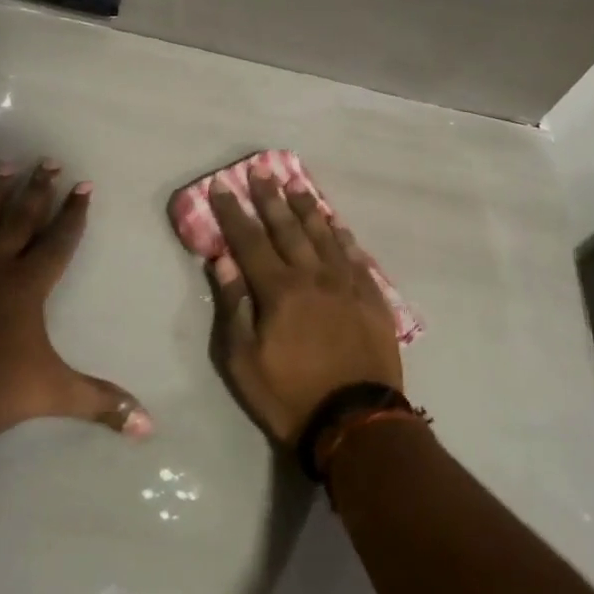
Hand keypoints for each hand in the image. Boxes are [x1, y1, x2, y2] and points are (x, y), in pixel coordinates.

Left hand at [0, 160, 151, 438]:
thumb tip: (150, 427)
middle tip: (48, 160)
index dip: (74, 213)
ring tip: (4, 164)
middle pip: (20, 218)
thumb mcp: (52, 392)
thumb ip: (99, 402)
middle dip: (38, 189)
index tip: (84, 184)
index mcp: (27, 284)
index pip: (59, 241)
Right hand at [208, 171, 403, 447]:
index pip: (249, 240)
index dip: (233, 212)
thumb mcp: (244, 361)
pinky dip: (343, 236)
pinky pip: (355, 256)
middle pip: (288, 228)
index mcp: (279, 290)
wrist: (357, 423)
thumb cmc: (290, 395)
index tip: (222, 185)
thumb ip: (234, 307)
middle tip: (261, 171)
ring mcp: (346, 284)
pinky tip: (337, 224)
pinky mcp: (371, 298)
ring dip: (307, 208)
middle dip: (270, 198)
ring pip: (324, 235)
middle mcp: (313, 276)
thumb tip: (223, 261)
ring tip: (296, 185)